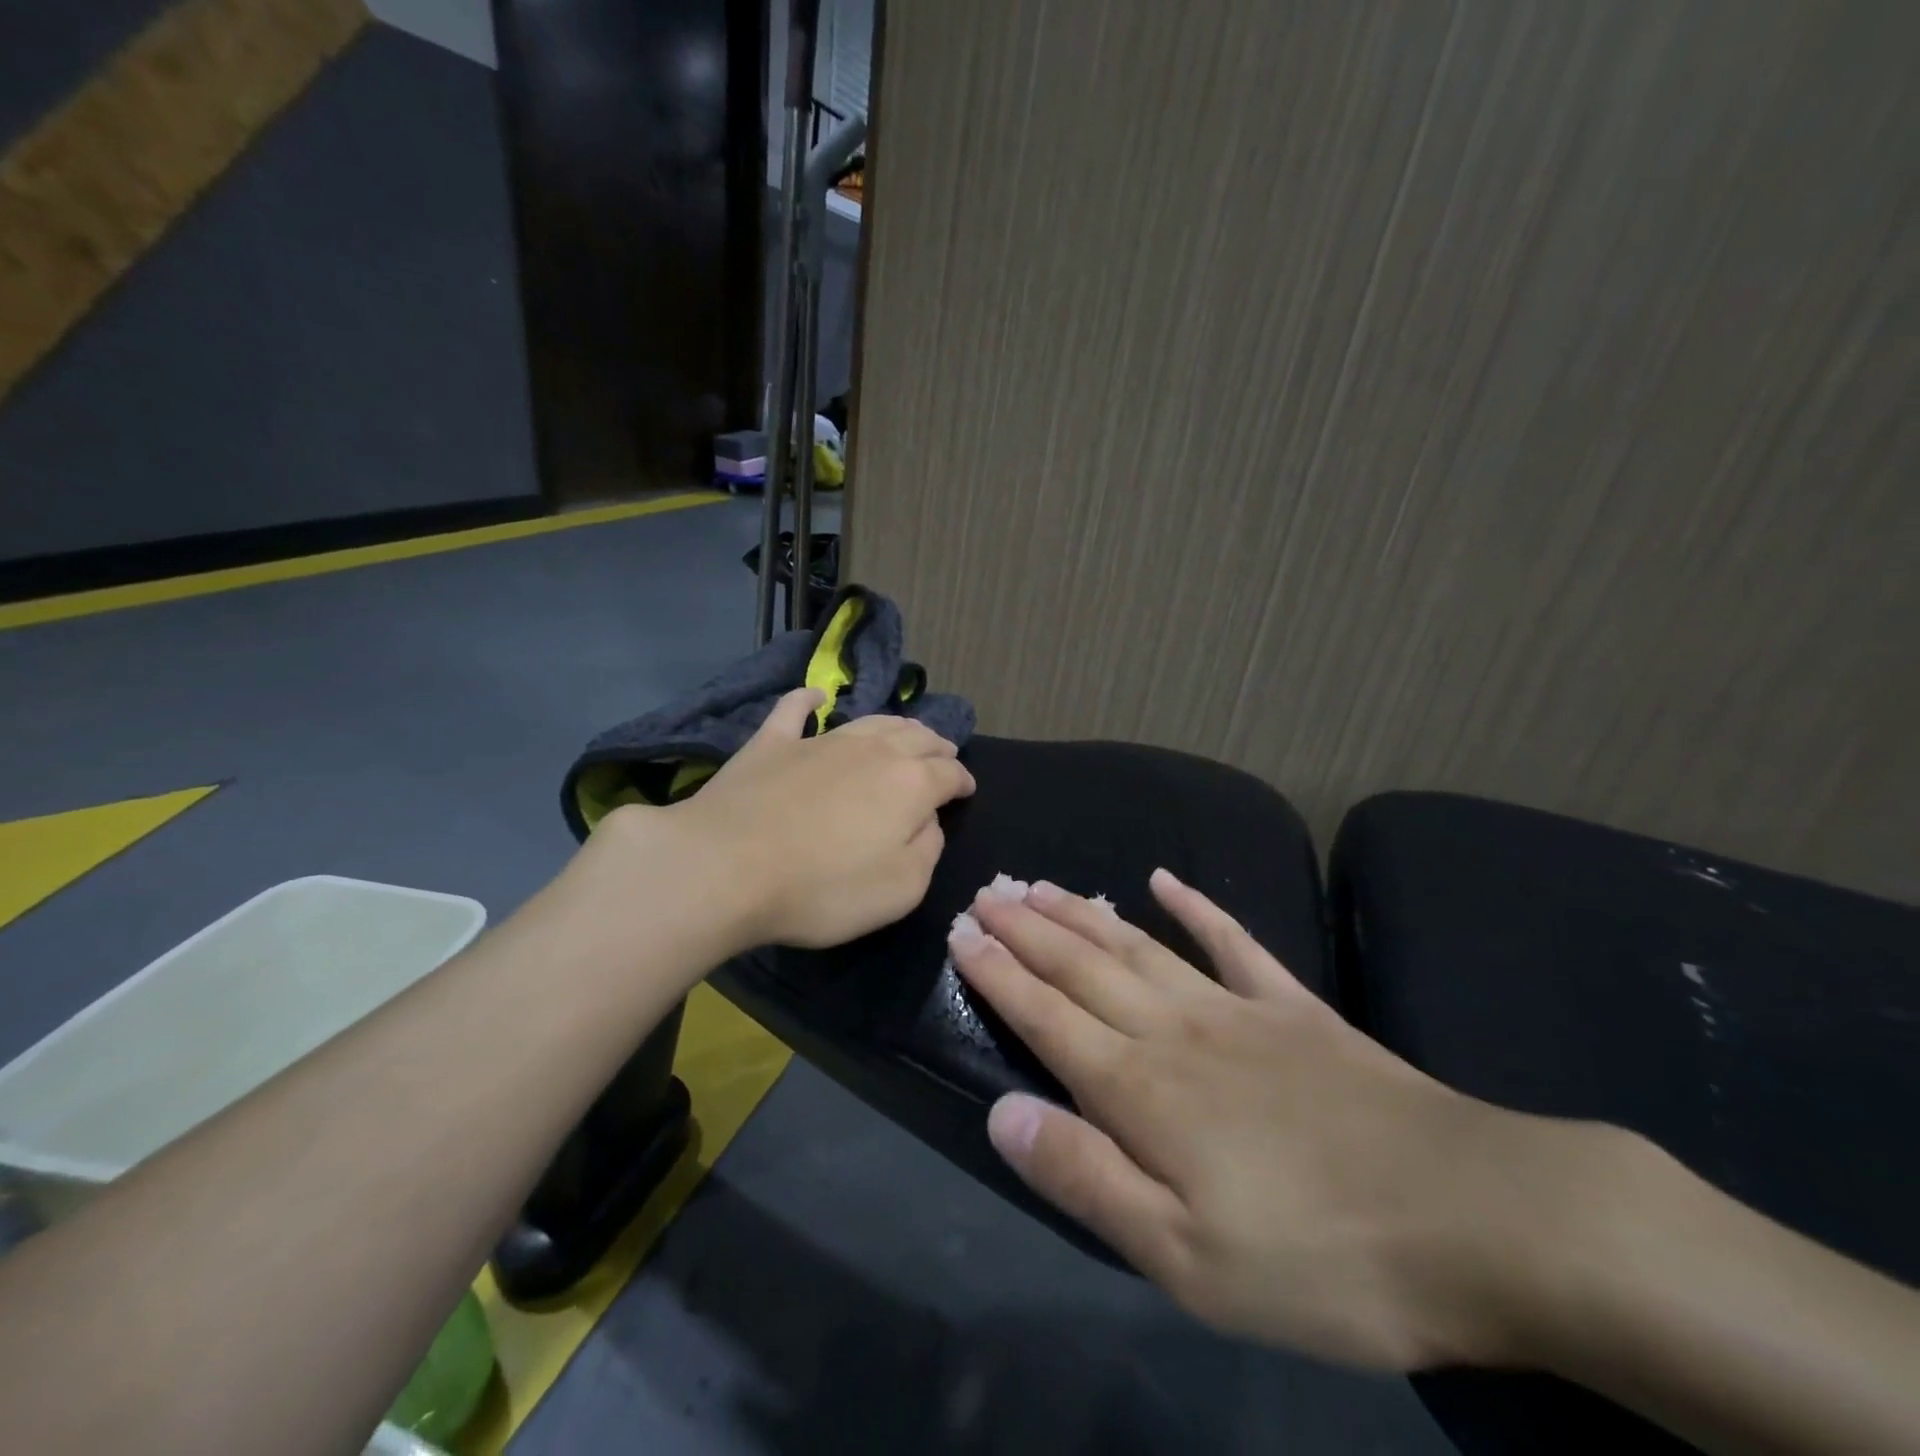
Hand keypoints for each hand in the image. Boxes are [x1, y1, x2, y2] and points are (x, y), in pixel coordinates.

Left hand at [640, 688, 974, 950]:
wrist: (726, 867)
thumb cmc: (822, 887)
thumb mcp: (901, 888)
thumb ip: (928, 850)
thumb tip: (929, 822)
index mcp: (910, 784)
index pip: (950, 774)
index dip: (963, 782)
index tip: (967, 791)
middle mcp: (873, 750)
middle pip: (916, 737)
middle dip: (936, 746)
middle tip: (943, 755)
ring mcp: (820, 740)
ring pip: (871, 721)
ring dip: (895, 725)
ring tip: (906, 732)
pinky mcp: (771, 742)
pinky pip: (794, 709)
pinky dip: (808, 700)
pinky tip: (814, 696)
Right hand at [949, 870, 1605, 1371]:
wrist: (1475, 1218)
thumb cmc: (1319, 1257)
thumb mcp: (1185, 1257)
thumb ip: (1086, 1178)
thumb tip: (1003, 1113)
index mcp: (1141, 1089)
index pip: (1047, 1015)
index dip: (999, 974)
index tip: (962, 933)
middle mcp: (1175, 1031)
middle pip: (1084, 965)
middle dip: (1028, 928)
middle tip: (988, 892)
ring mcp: (1236, 1010)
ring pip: (1139, 945)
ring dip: (1084, 912)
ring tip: (1043, 884)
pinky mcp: (1294, 1009)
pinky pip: (1233, 942)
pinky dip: (1197, 907)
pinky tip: (1166, 879)